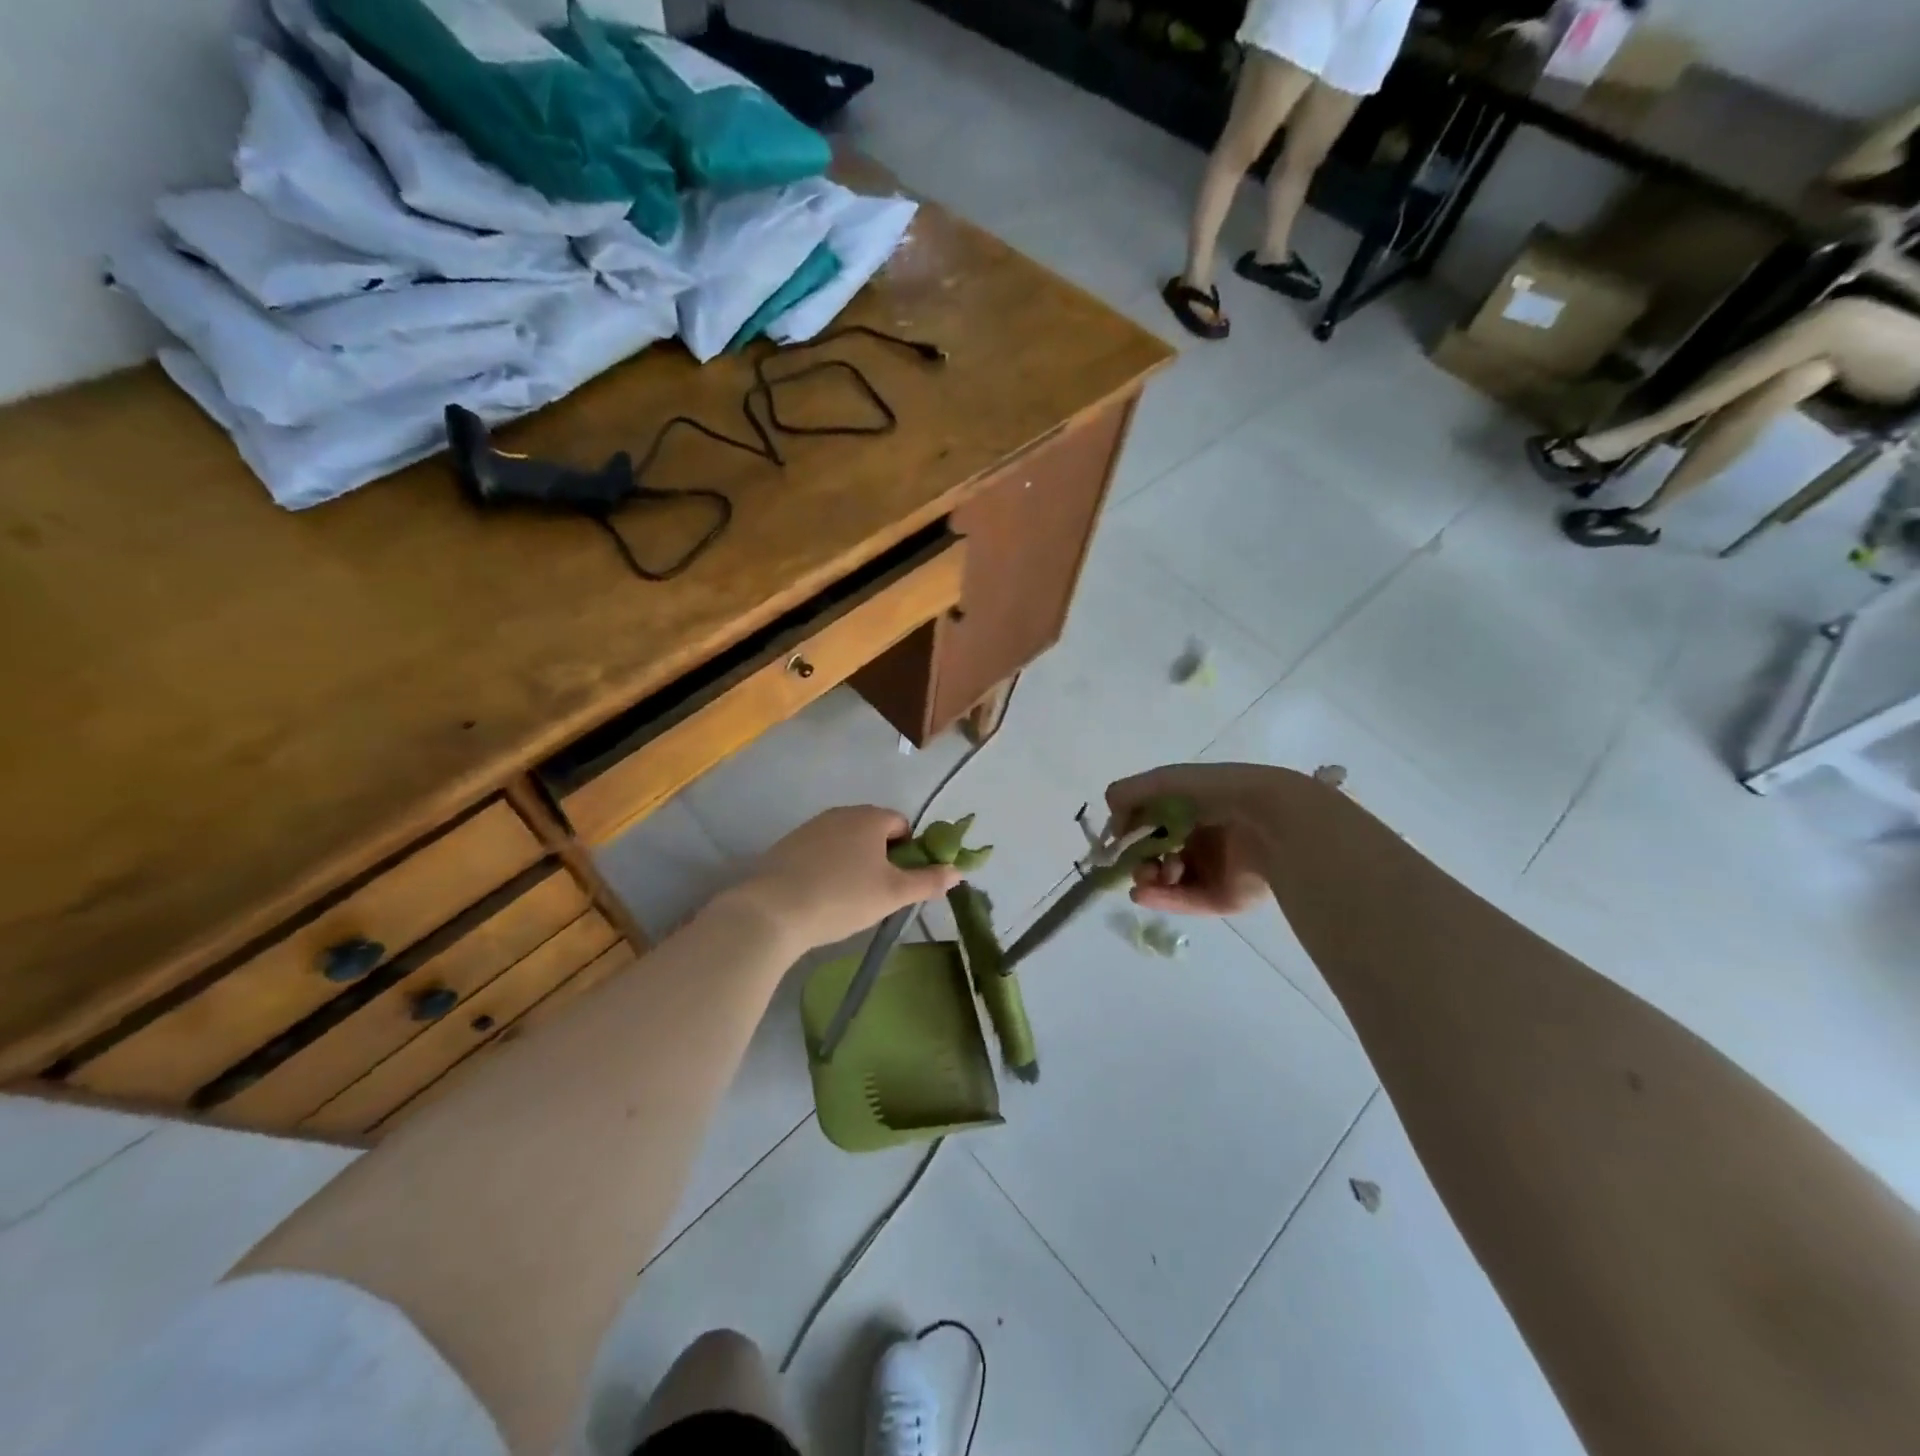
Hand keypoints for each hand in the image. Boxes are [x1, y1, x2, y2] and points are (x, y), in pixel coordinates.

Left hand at [732, 807, 959, 950]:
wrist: (772, 911)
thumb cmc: (842, 897)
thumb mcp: (893, 894)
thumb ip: (928, 880)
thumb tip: (958, 871)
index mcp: (870, 817)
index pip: (902, 824)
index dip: (909, 851)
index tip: (903, 881)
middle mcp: (841, 813)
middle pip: (873, 831)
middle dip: (882, 857)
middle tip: (879, 892)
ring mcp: (810, 827)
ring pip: (845, 841)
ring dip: (854, 862)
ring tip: (849, 897)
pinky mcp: (787, 845)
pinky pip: (820, 852)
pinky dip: (827, 868)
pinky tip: (821, 895)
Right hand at [1105, 763, 1308, 915]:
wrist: (1270, 822)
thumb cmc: (1216, 794)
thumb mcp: (1165, 782)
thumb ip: (1130, 793)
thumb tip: (1110, 813)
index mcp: (1193, 808)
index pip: (1152, 822)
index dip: (1131, 829)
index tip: (1116, 838)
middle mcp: (1202, 838)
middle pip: (1158, 853)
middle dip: (1138, 857)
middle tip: (1132, 861)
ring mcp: (1213, 869)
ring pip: (1168, 879)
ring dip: (1149, 877)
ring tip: (1148, 875)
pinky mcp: (1222, 898)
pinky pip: (1185, 900)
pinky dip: (1161, 898)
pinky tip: (1142, 893)